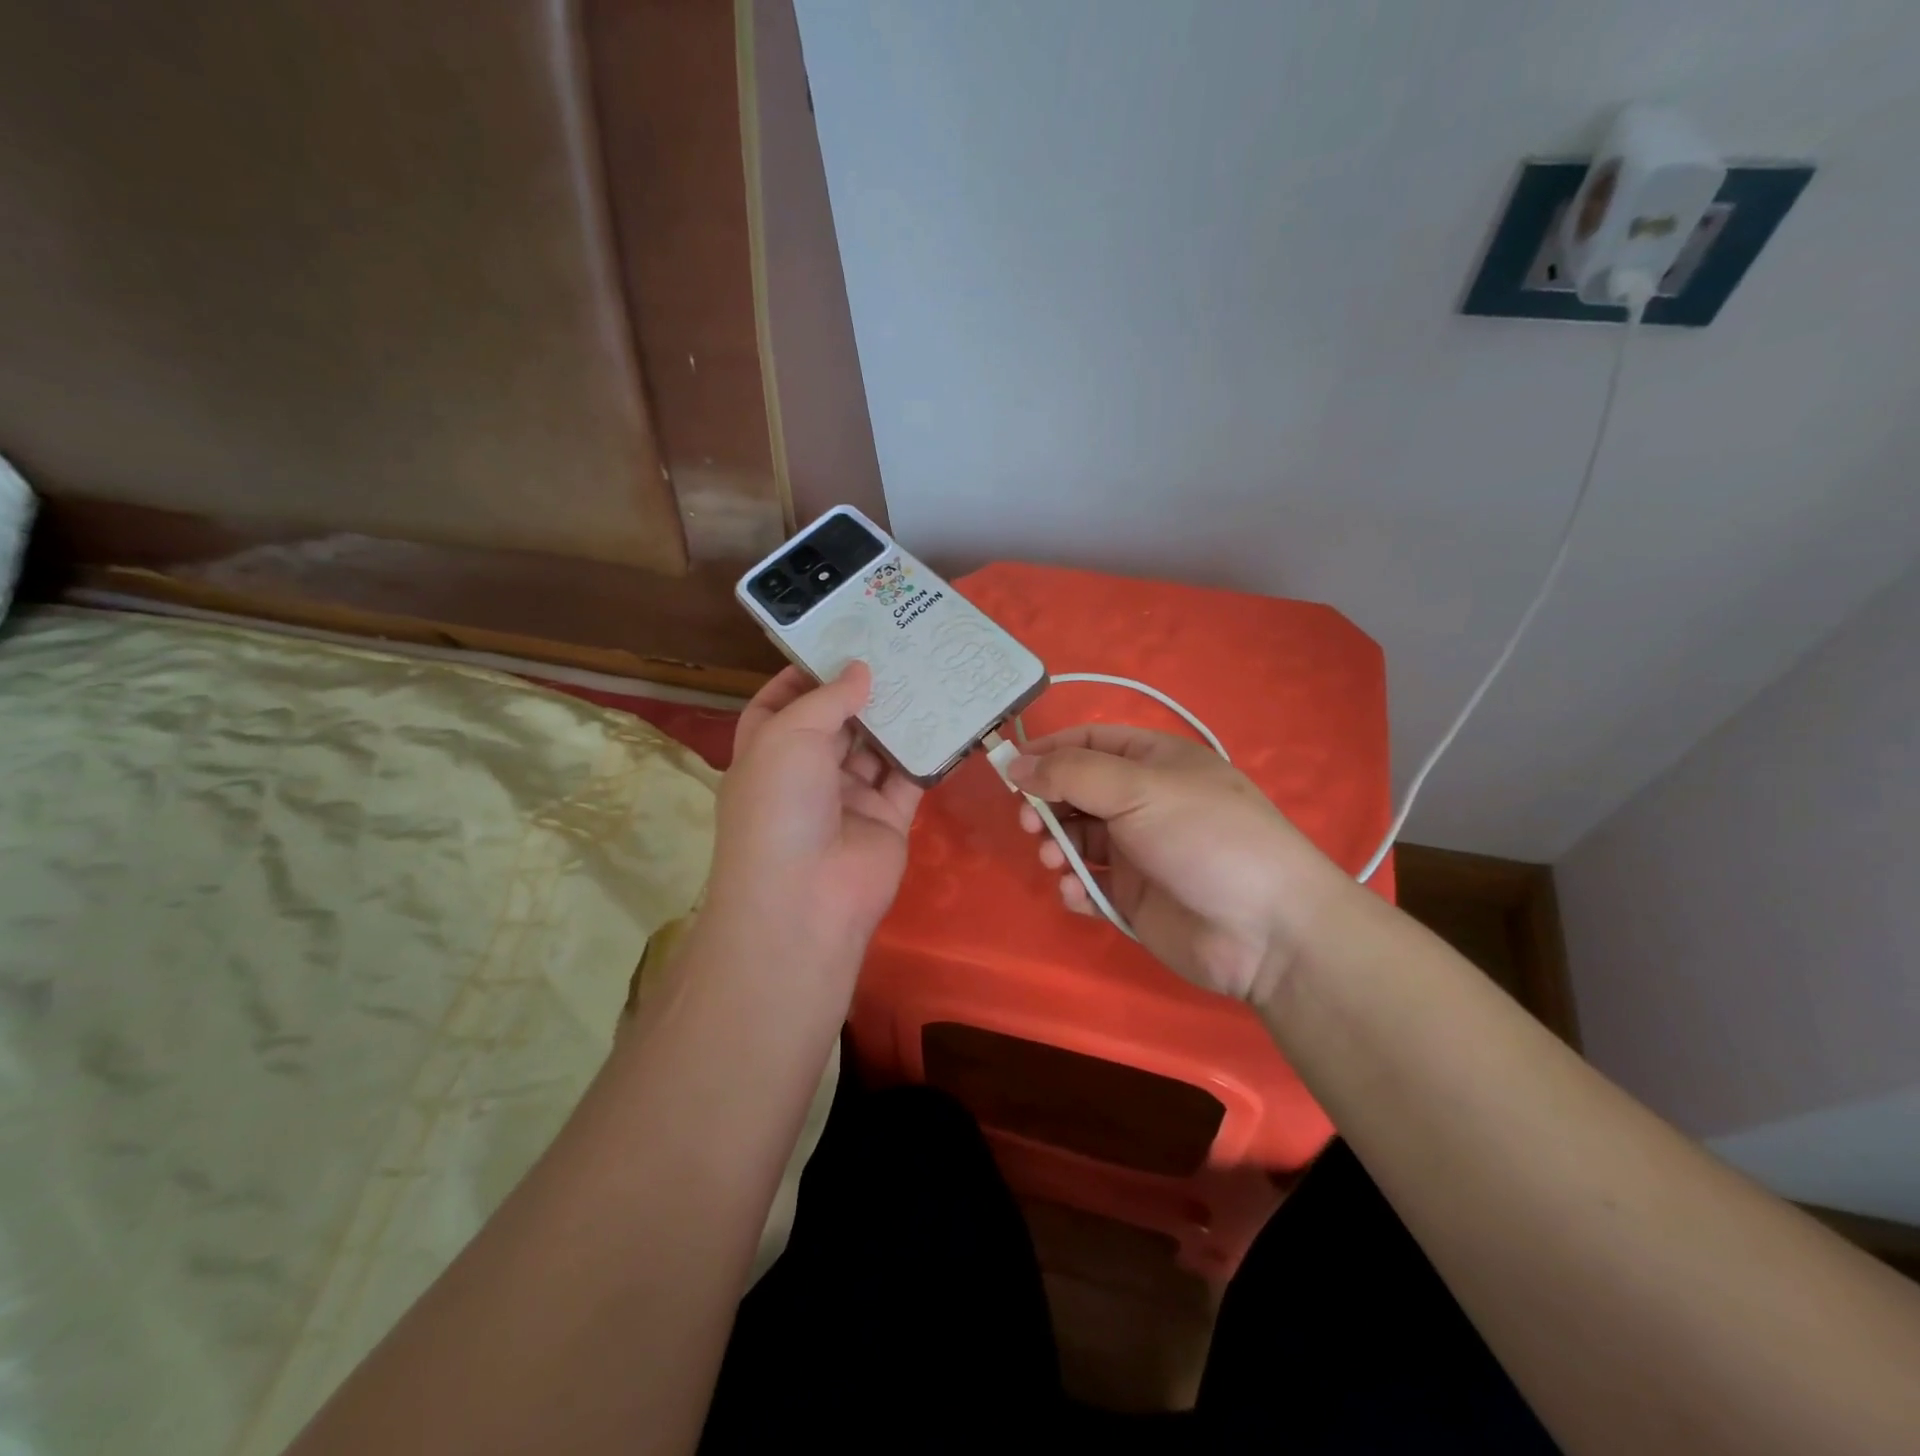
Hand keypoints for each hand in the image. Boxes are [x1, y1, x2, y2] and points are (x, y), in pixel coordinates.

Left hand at [704, 663, 923, 977]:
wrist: (806, 897)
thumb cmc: (779, 804)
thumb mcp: (789, 735)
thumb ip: (828, 698)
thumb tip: (861, 669)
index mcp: (769, 750)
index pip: (783, 701)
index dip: (807, 671)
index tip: (842, 638)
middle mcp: (808, 771)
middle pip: (838, 720)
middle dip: (864, 686)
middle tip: (900, 644)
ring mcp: (850, 795)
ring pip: (878, 745)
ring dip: (899, 713)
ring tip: (929, 668)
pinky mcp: (888, 816)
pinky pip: (910, 776)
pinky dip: (927, 750)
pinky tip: (948, 715)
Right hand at [1008, 725, 1354, 1001]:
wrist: (1265, 930)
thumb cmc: (1204, 837)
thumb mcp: (1138, 789)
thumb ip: (1071, 774)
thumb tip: (1015, 765)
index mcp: (1153, 762)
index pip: (1088, 742)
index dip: (1047, 752)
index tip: (1007, 771)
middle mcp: (1143, 801)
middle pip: (1075, 791)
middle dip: (1046, 804)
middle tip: (1030, 823)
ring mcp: (1138, 851)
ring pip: (1077, 839)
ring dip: (1056, 847)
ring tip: (1055, 861)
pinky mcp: (1134, 897)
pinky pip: (1090, 884)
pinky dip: (1076, 887)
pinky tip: (1079, 894)